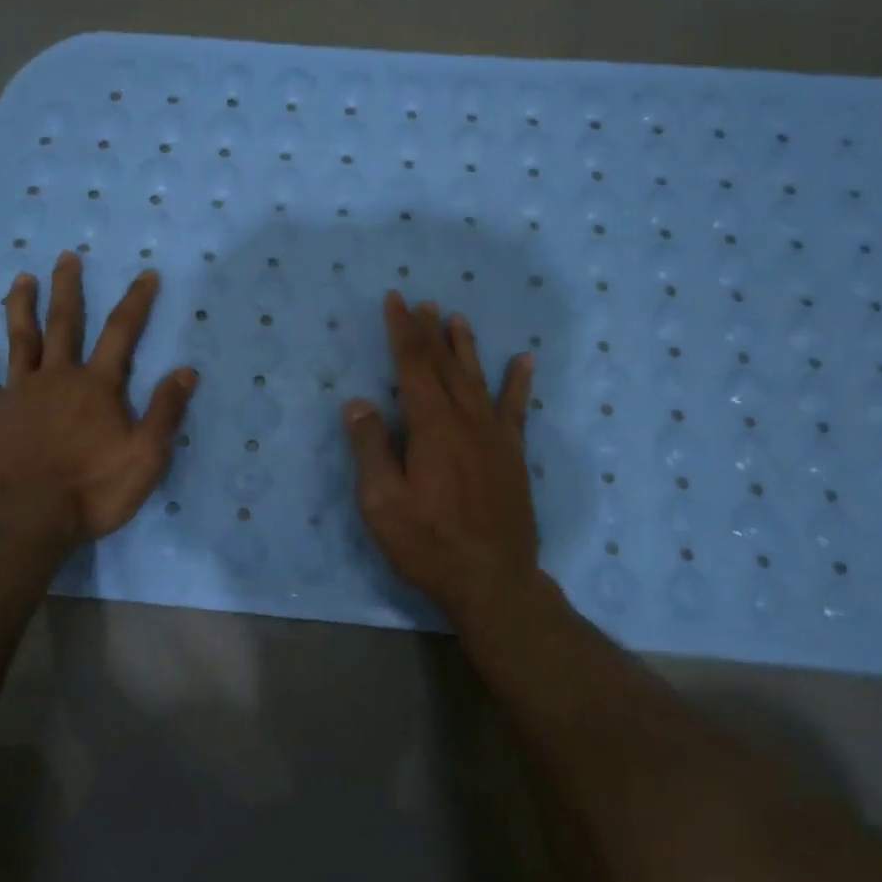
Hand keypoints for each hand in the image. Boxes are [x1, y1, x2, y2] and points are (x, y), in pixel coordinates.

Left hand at [0, 251, 197, 543]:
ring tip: (22, 278)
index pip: (122, 333)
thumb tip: (186, 370)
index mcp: (98, 385)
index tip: (146, 274)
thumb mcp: (147, 455)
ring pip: (20, 339)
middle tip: (66, 257)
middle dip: (69, 288)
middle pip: (65, 323)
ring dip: (22, 306)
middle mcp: (58, 377)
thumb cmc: (94, 489)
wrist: (29, 519)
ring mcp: (19, 392)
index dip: (137, 302)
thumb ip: (166, 410)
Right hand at [343, 294, 538, 622]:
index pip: (413, 366)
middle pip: (445, 365)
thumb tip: (358, 402)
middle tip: (421, 302)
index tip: (395, 301)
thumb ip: (371, 449)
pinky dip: (518, 383)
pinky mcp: (513, 456)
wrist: (492, 580)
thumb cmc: (428, 543)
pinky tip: (523, 361)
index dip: (401, 331)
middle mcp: (466, 421)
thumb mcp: (382, 502)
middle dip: (429, 332)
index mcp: (431, 427)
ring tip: (457, 318)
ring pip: (477, 379)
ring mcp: (494, 437)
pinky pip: (516, 409)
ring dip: (465, 347)